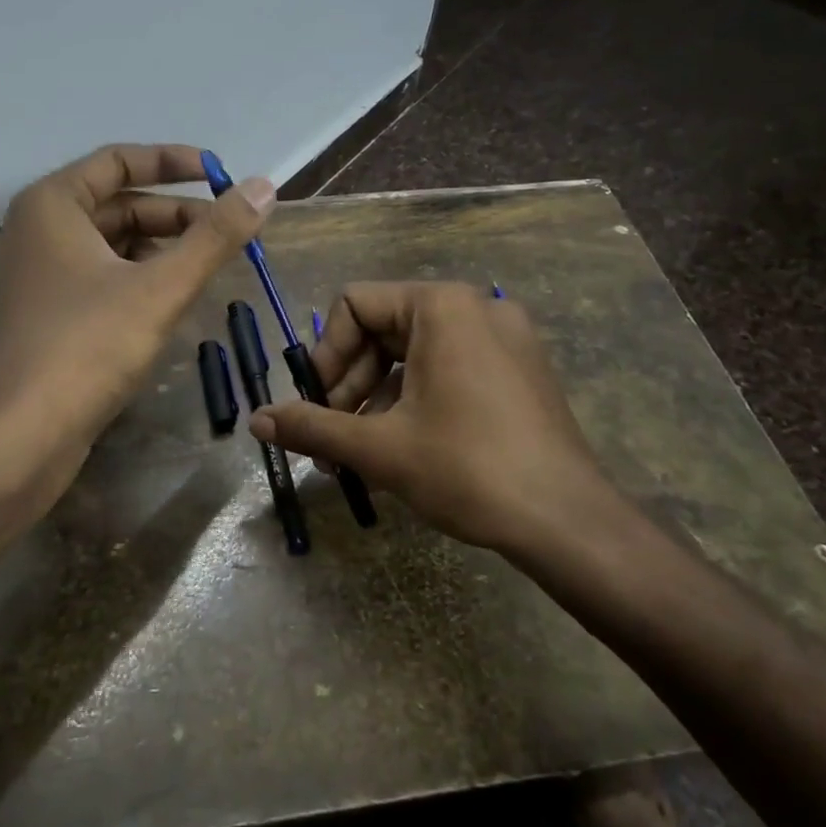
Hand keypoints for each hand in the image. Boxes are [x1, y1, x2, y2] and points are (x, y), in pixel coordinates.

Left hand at [0, 143, 273, 502]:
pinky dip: (138, 279)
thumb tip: (264, 186)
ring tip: (210, 266)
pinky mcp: (43, 317)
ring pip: (110, 245)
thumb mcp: (161, 287)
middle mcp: (36, 231)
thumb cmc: (87, 346)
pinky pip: (98, 279)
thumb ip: (215, 236)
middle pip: (117, 204)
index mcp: (51, 204)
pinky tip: (172, 300)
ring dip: (161, 249)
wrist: (19, 437)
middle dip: (176, 214)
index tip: (222, 175)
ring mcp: (36, 277)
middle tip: (230, 230)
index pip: (119, 160)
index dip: (174, 162)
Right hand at [248, 281, 630, 554]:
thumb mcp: (379, 448)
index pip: (355, 304)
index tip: (318, 404)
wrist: (569, 522)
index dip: (326, 354)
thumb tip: (257, 421)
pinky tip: (402, 449)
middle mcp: (476, 306)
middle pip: (384, 328)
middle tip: (333, 437)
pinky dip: (416, 399)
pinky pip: (450, 367)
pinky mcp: (520, 368)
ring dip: (378, 398)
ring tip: (360, 454)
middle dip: (350, 383)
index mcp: (441, 305)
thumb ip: (312, 427)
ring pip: (416, 352)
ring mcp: (505, 336)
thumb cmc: (467, 469)